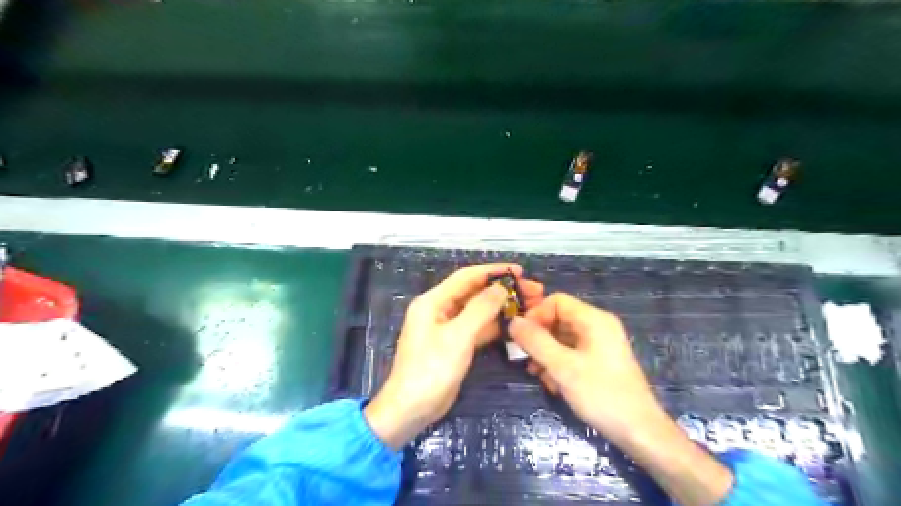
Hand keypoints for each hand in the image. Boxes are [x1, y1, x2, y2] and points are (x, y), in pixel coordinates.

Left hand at [364, 263, 540, 448]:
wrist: (411, 410)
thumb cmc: (431, 370)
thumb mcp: (458, 337)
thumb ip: (480, 309)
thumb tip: (501, 287)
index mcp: (433, 301)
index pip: (466, 277)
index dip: (493, 271)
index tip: (520, 271)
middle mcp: (440, 309)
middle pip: (475, 292)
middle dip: (502, 290)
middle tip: (533, 291)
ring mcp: (448, 328)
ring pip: (478, 310)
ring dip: (502, 307)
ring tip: (530, 306)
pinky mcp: (455, 344)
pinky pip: (477, 328)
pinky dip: (495, 325)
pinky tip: (515, 325)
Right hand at [505, 295, 659, 444]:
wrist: (639, 431)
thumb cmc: (601, 394)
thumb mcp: (563, 367)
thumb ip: (536, 341)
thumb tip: (513, 322)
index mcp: (594, 320)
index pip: (557, 301)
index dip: (536, 314)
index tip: (521, 337)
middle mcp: (598, 326)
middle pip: (559, 319)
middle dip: (539, 337)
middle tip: (525, 358)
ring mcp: (601, 344)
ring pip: (563, 338)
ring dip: (546, 353)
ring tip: (537, 374)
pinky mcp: (601, 361)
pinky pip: (573, 352)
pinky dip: (559, 363)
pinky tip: (553, 383)